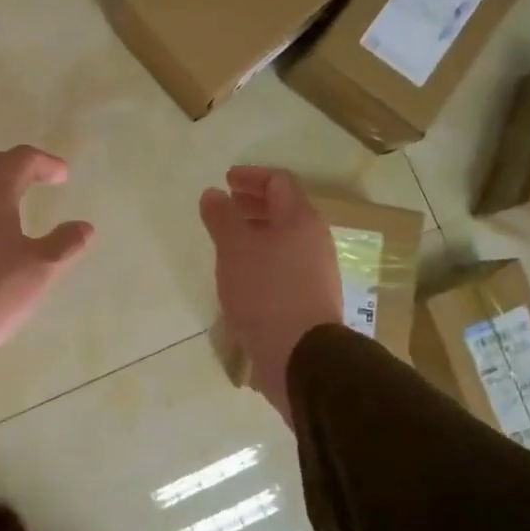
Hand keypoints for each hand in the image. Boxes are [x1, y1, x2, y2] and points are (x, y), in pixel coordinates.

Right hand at [200, 167, 342, 422]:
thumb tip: (213, 194)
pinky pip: (284, 266)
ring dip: (256, 234)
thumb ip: (222, 217)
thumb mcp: (234, 248)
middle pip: (284, 210)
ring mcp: (316, 271)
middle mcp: (314, 240)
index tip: (226, 180)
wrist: (299, 354)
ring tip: (228, 242)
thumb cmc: (265, 292)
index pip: (279, 182)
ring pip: (284, 240)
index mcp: (301, 219)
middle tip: (225, 206)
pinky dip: (262, 259)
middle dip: (252, 204)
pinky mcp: (309, 299)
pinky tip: (241, 276)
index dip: (251, 176)